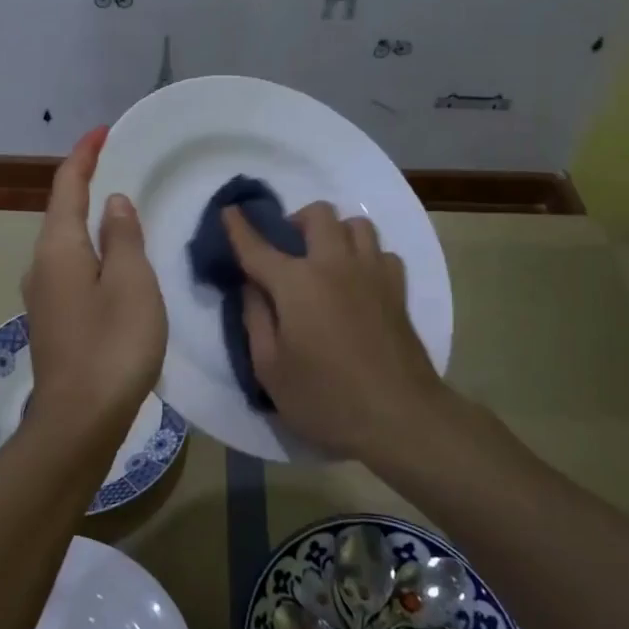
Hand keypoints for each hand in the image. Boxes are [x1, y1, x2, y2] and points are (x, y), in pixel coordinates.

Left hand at [21, 127, 166, 442]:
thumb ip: (124, 236)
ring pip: (67, 242)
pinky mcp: (54, 319)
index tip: (103, 131)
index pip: (67, 186)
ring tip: (122, 206)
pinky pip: (72, 267)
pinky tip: (115, 260)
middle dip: (87, 183)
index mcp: (59, 247)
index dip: (84, 155)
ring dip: (90, 218)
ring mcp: (44, 295)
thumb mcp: (132, 282)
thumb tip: (113, 202)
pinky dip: (92, 249)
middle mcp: (42, 264)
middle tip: (119, 164)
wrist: (80, 420)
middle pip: (62, 211)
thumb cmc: (113, 345)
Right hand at [223, 201, 445, 459]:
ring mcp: (372, 273)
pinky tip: (357, 281)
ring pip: (356, 224)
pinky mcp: (398, 290)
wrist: (400, 417)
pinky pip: (381, 252)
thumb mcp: (269, 368)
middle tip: (287, 251)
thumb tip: (251, 287)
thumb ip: (255, 319)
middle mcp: (335, 264)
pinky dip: (366, 256)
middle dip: (296, 222)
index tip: (229, 211)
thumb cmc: (325, 397)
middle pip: (318, 214)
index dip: (239, 227)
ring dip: (335, 232)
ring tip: (324, 260)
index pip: (258, 246)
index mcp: (296, 283)